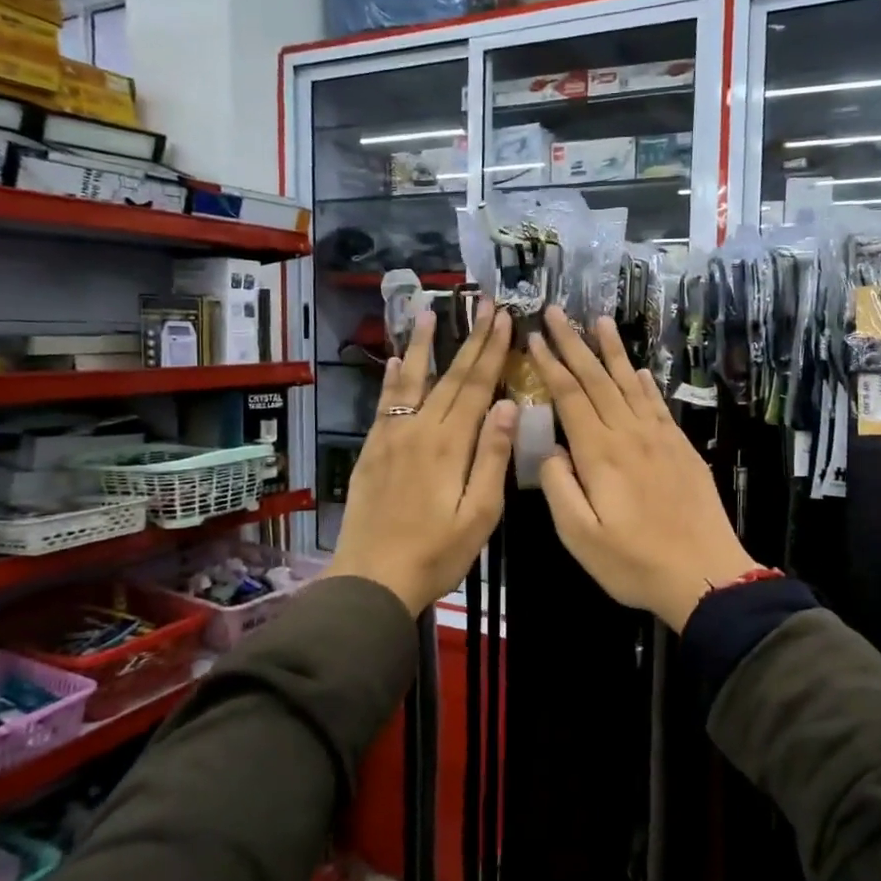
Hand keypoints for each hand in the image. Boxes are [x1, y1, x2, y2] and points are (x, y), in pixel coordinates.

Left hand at [325, 302, 516, 616]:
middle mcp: (420, 429)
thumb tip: (507, 405)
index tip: (503, 318)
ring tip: (431, 312)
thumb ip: (492, 457)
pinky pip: (386, 402)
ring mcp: (392, 436)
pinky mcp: (374, 449)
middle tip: (483, 304)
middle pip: (450, 376)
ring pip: (413, 380)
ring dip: (425, 345)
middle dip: (470, 339)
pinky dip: (394, 378)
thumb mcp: (479, 513)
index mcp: (451, 444)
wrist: (372, 577)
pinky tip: (398, 359)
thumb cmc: (437, 552)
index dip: (492, 350)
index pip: (477, 386)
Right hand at [528, 308, 756, 630]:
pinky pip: (657, 404)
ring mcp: (660, 438)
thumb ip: (560, 488)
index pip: (570, 397)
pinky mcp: (681, 448)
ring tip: (598, 320)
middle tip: (557, 311)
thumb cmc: (635, 563)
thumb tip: (552, 450)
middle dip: (574, 343)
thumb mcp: (581, 537)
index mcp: (600, 454)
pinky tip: (637, 368)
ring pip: (630, 383)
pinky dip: (644, 382)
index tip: (535, 336)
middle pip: (597, 380)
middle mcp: (630, 435)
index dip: (551, 365)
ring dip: (611, 351)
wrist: (706, 575)